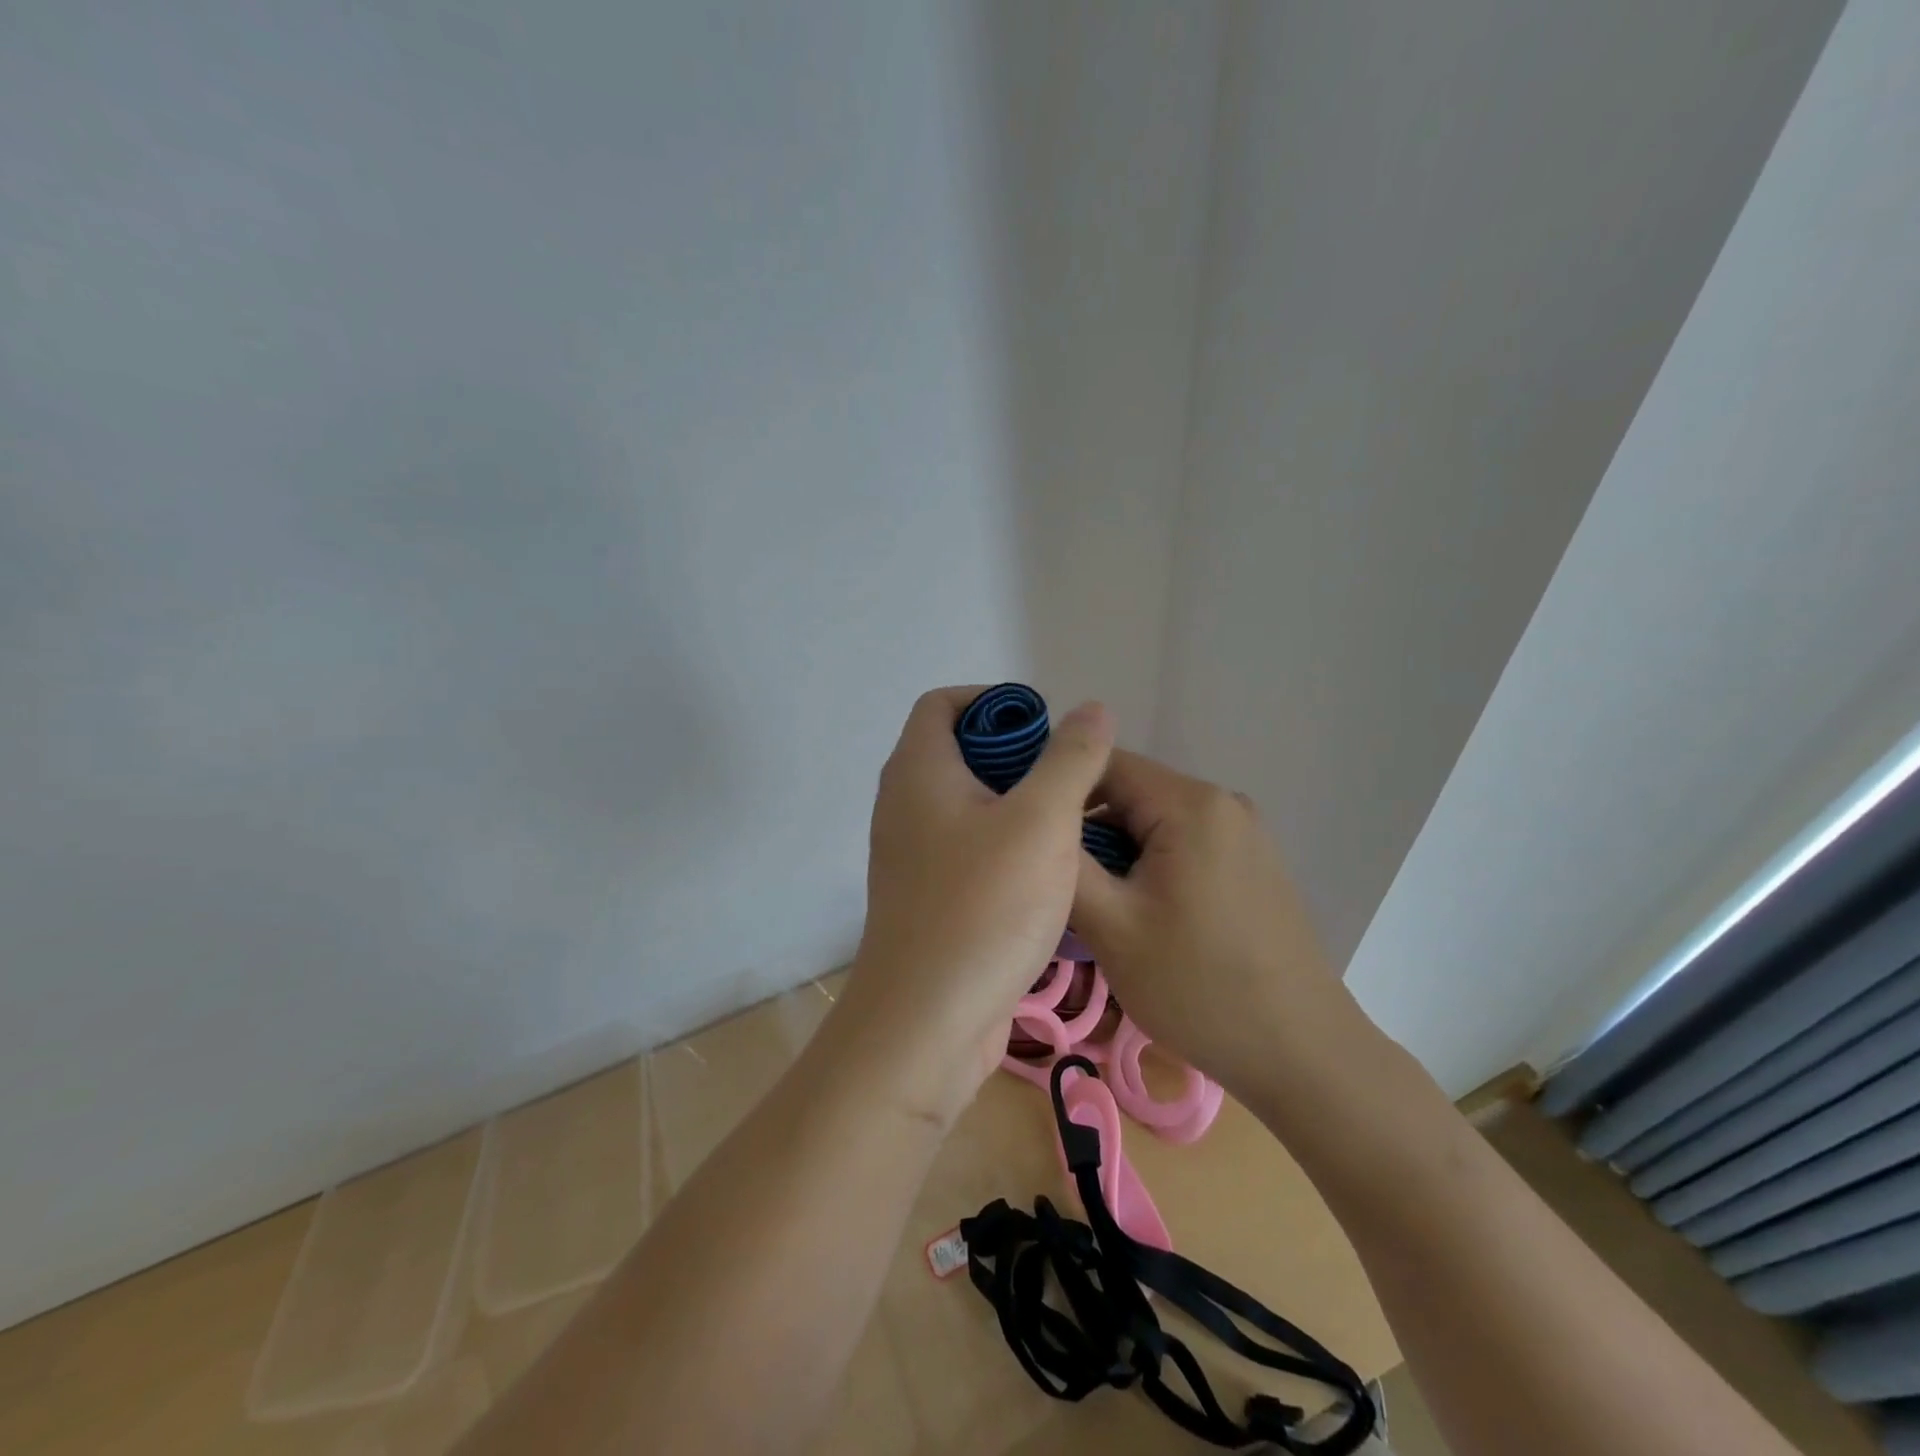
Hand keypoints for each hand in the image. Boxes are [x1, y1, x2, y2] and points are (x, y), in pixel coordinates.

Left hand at [834, 686, 1115, 1126]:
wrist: (926, 1025)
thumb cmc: (984, 909)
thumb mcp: (1042, 822)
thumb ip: (1070, 759)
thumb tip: (1091, 709)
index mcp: (918, 772)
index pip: (941, 703)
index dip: (993, 702)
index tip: (1044, 728)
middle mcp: (904, 805)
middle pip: (956, 751)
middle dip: (1015, 755)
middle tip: (1069, 778)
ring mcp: (911, 855)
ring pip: (966, 804)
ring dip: (1015, 802)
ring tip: (1069, 822)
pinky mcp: (927, 897)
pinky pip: (967, 847)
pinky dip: (1004, 843)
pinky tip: (1047, 872)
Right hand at [1070, 750, 1364, 1099]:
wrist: (1301, 1053)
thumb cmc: (1198, 987)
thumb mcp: (1112, 926)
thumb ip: (1065, 864)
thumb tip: (1035, 819)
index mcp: (1191, 804)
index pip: (1103, 763)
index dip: (1058, 791)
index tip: (1027, 835)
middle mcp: (1224, 802)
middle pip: (1131, 792)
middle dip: (1088, 829)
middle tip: (1058, 882)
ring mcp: (1245, 832)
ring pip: (1156, 820)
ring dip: (1118, 851)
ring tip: (1095, 904)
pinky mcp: (1254, 862)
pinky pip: (1185, 843)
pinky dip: (1152, 864)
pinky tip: (1142, 913)